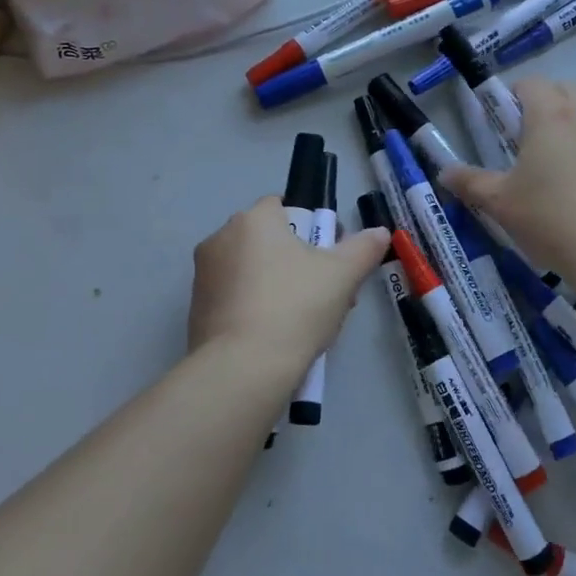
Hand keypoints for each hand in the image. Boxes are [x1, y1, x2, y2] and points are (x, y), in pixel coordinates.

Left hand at [187, 197, 390, 371]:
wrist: (243, 369)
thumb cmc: (295, 307)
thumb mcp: (342, 275)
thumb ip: (363, 248)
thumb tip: (380, 232)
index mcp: (253, 220)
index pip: (282, 206)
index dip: (311, 227)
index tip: (329, 256)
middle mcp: (221, 238)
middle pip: (268, 240)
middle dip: (296, 261)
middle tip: (325, 293)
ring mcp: (203, 275)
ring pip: (251, 271)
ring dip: (276, 285)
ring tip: (305, 322)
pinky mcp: (196, 310)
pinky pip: (234, 298)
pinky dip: (254, 309)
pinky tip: (276, 337)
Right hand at [441, 79, 575, 275]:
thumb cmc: (549, 219)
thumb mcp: (499, 203)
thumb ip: (470, 182)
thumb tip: (444, 172)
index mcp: (550, 117)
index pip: (532, 83)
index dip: (515, 94)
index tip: (505, 120)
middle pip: (567, 91)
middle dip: (548, 104)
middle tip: (531, 140)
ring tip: (563, 169)